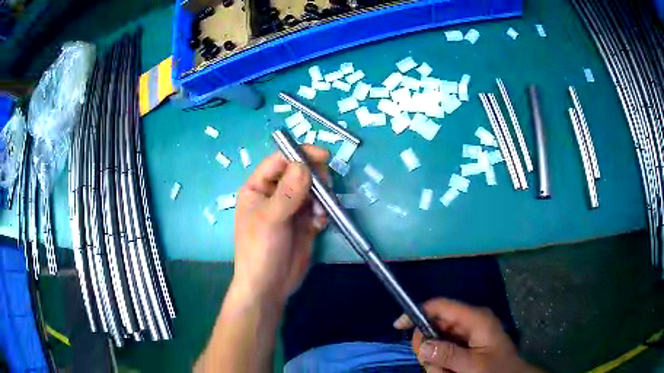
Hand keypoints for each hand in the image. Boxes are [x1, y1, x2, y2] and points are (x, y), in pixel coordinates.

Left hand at [231, 146, 328, 304]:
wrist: (269, 287)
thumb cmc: (260, 250)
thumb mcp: (270, 219)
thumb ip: (288, 192)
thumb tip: (304, 164)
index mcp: (258, 187)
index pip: (280, 160)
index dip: (301, 155)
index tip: (324, 157)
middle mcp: (275, 194)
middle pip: (300, 172)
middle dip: (315, 178)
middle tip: (325, 189)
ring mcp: (291, 208)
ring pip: (313, 190)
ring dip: (321, 198)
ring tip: (320, 215)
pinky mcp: (304, 223)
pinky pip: (319, 208)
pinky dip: (323, 213)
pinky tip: (319, 226)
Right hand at [394, 298, 541, 372]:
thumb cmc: (497, 370)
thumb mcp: (473, 365)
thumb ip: (449, 354)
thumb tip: (423, 343)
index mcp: (474, 319)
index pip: (440, 306)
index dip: (417, 312)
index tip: (398, 327)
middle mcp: (468, 323)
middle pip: (434, 328)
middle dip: (430, 351)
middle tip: (439, 369)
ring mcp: (466, 335)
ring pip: (436, 344)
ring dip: (436, 363)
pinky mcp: (464, 345)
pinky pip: (442, 353)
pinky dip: (441, 365)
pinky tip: (450, 372)